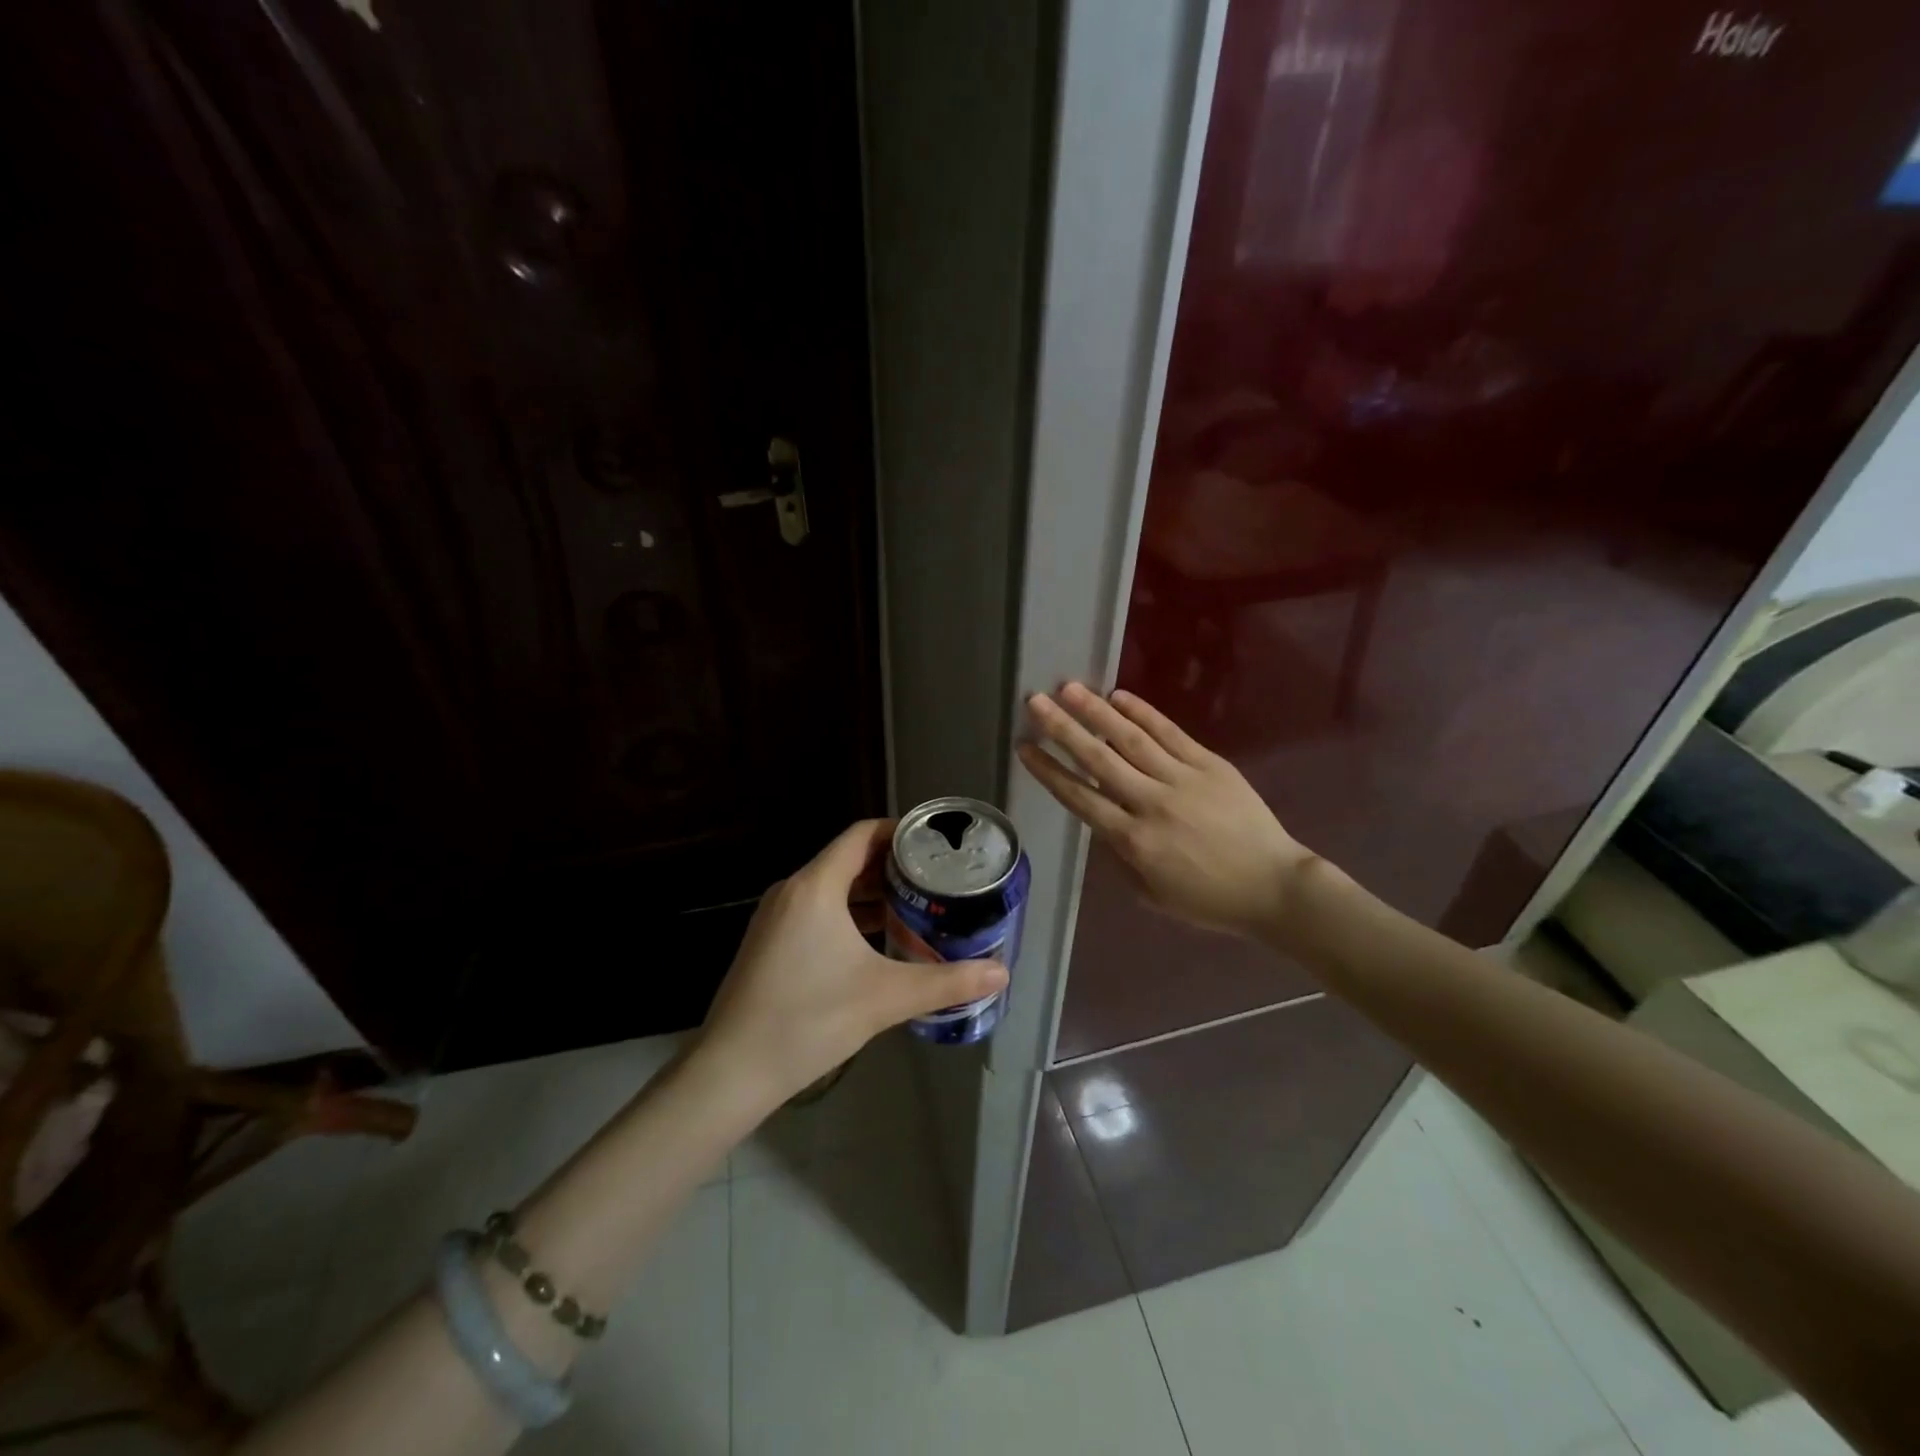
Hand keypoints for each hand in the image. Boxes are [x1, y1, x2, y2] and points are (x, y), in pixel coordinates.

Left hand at [697, 819, 1007, 1106]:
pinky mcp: (770, 942)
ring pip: (833, 888)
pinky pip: (818, 911)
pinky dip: (851, 914)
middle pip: (849, 859)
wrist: (731, 1071)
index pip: (862, 835)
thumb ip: (947, 982)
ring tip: (918, 908)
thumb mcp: (885, 998)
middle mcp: (793, 890)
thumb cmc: (809, 1020)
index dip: (901, 831)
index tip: (937, 844)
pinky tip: (879, 941)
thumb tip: (1001, 973)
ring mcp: (776, 917)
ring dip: (873, 894)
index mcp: (815, 886)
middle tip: (938, 880)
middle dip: (894, 866)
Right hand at [1017, 684, 1317, 940]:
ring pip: (1131, 739)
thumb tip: (1100, 820)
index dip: (1048, 770)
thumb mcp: (1151, 892)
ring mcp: (1182, 779)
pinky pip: (1171, 733)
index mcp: (1133, 841)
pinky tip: (1120, 696)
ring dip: (1096, 711)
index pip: (1079, 797)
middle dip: (1062, 728)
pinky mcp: (1210, 765)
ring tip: (1070, 688)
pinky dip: (1144, 713)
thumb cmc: (1209, 899)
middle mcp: (1151, 803)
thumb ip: (1119, 856)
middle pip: (1098, 759)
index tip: (1024, 747)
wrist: (1274, 886)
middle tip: (1035, 701)